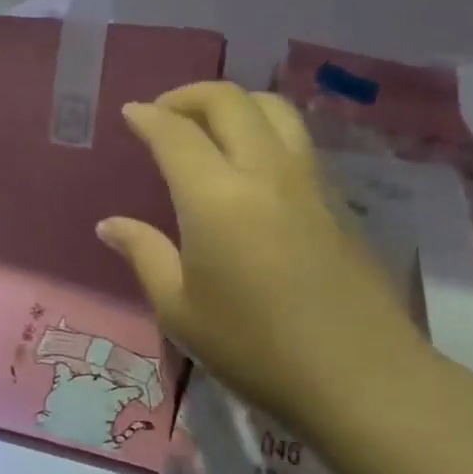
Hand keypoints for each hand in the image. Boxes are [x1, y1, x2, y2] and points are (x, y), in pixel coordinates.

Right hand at [97, 82, 428, 431]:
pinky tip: (253, 166)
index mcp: (215, 196)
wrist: (362, 378)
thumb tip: (110, 225)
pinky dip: (265, 130)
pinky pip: (297, 140)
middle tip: (165, 113)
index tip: (130, 114)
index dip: (147, 117)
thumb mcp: (180, 310)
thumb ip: (144, 254)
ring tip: (212, 127)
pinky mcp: (338, 200)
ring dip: (235, 103)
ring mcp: (309, 181)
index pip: (175, 133)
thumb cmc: (256, 348)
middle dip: (189, 95)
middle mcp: (264, 172)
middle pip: (229, 101)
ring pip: (273, 109)